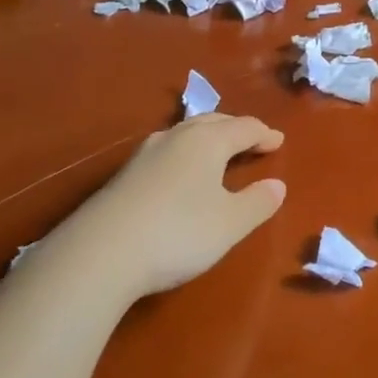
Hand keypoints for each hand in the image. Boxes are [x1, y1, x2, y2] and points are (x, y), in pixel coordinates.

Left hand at [58, 114, 287, 297]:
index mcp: (208, 141)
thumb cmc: (177, 233)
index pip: (244, 127)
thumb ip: (257, 203)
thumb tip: (277, 185)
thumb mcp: (229, 224)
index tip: (279, 141)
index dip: (264, 134)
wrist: (98, 255)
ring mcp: (145, 154)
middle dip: (235, 129)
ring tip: (217, 151)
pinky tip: (179, 173)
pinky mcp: (123, 175)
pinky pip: (166, 151)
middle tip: (251, 140)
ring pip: (185, 133)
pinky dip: (184, 154)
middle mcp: (177, 137)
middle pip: (213, 122)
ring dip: (207, 138)